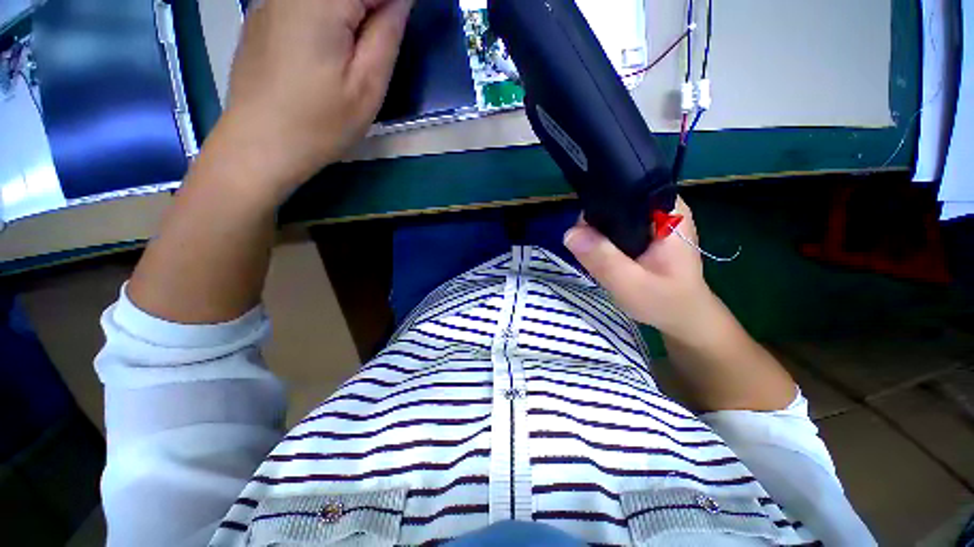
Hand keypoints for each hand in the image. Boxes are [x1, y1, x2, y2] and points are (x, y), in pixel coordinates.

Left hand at [207, 0, 413, 198]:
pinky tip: (329, 48)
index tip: (399, 28)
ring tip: (357, 50)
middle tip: (378, 44)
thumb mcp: (368, 86)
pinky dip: (327, 16)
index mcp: (322, 2)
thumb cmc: (320, 124)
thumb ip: (387, 34)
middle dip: (373, 10)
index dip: (392, 4)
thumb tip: (400, 2)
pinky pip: (304, 3)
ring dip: (353, 15)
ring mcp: (271, 0)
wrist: (259, 145)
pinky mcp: (262, 16)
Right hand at [563, 198, 717, 340]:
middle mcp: (661, 208)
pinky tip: (602, 255)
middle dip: (595, 224)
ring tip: (594, 256)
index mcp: (668, 210)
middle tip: (588, 252)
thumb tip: (569, 233)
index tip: (582, 232)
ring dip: (597, 234)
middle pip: (615, 201)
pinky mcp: (644, 233)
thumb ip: (602, 259)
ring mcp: (653, 220)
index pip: (625, 188)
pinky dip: (603, 240)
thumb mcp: (630, 284)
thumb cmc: (665, 302)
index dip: (598, 204)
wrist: (683, 319)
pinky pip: (615, 227)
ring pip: (613, 215)